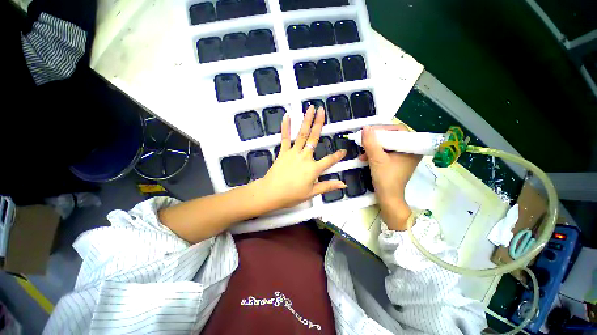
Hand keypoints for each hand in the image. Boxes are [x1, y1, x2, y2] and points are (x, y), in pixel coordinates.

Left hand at [260, 106, 346, 209]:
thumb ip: (328, 186)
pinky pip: (285, 138)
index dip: (338, 156)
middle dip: (319, 123)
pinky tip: (287, 116)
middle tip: (322, 110)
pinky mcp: (283, 152)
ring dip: (306, 120)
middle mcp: (305, 157)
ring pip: (301, 134)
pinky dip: (286, 127)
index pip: (329, 160)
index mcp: (313, 169)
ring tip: (310, 108)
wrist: (271, 193)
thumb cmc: (292, 195)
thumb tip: (343, 184)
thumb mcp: (312, 193)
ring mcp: (293, 153)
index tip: (344, 150)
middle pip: (314, 138)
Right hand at [359, 125, 421, 229]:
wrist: (387, 198)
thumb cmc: (386, 178)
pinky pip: (385, 152)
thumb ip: (370, 143)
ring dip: (373, 147)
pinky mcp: (396, 162)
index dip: (383, 129)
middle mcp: (410, 151)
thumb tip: (365, 128)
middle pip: (392, 137)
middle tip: (365, 140)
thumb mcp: (377, 159)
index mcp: (412, 148)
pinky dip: (374, 153)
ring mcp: (403, 157)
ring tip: (362, 152)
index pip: (399, 130)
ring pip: (387, 145)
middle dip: (376, 139)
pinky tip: (364, 157)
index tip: (369, 132)